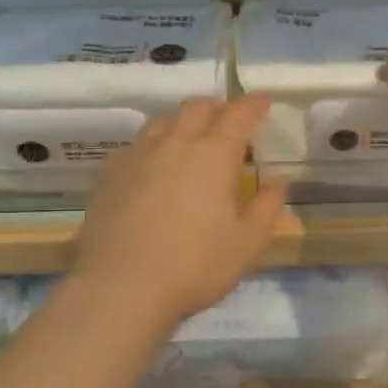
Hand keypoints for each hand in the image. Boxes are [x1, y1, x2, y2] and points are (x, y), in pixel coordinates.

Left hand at [71, 97, 287, 322]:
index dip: (253, 105)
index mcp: (214, 155)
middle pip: (197, 108)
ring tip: (191, 137)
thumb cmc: (196, 264)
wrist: (121, 285)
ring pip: (162, 121)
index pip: (238, 115)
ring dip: (182, 120)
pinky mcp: (110, 175)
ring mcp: (137, 156)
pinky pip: (136, 145)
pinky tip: (154, 166)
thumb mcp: (247, 243)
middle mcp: (175, 144)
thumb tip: (277, 182)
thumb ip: (266, 207)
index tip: (263, 101)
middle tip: (229, 120)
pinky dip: (154, 145)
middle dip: (217, 107)